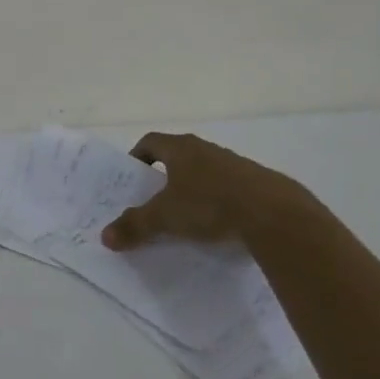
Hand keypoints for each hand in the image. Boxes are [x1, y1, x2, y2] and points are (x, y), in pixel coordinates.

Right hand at [100, 132, 309, 249]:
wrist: (274, 215)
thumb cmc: (209, 205)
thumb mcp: (164, 218)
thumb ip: (134, 226)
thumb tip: (105, 237)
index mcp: (181, 149)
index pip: (151, 141)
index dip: (137, 156)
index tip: (132, 176)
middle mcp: (207, 149)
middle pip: (178, 156)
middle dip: (164, 175)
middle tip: (153, 200)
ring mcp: (235, 164)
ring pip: (205, 172)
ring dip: (193, 188)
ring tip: (185, 215)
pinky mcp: (258, 183)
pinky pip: (228, 188)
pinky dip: (218, 201)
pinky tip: (218, 224)